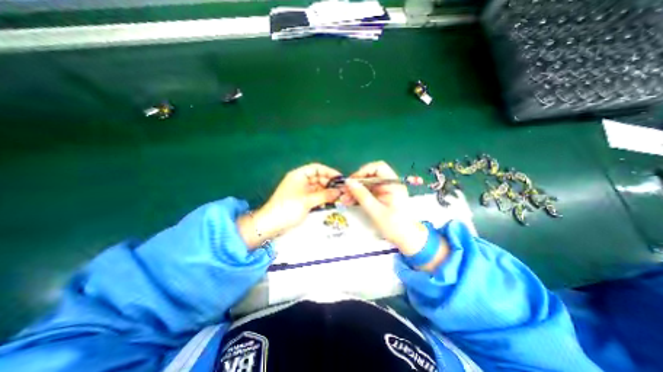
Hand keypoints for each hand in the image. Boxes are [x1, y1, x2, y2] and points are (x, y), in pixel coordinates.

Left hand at [239, 162, 341, 247]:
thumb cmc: (288, 208)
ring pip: (318, 188)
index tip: (340, 179)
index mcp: (299, 175)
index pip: (317, 168)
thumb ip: (325, 195)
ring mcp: (301, 191)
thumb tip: (339, 191)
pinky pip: (315, 196)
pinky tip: (330, 202)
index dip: (329, 172)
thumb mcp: (307, 201)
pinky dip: (322, 198)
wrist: (271, 224)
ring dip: (327, 192)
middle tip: (342, 190)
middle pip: (318, 178)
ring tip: (339, 197)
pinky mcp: (302, 200)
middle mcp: (300, 181)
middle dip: (330, 183)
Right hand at [342, 160, 449, 269]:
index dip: (364, 171)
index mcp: (393, 184)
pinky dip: (359, 196)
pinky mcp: (381, 197)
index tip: (352, 181)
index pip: (378, 167)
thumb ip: (362, 195)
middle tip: (344, 192)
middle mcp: (389, 184)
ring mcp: (385, 191)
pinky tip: (349, 201)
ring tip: (344, 199)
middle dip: (356, 183)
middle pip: (370, 176)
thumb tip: (348, 182)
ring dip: (355, 191)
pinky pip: (368, 193)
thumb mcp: (376, 211)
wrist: (406, 240)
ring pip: (367, 185)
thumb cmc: (395, 226)